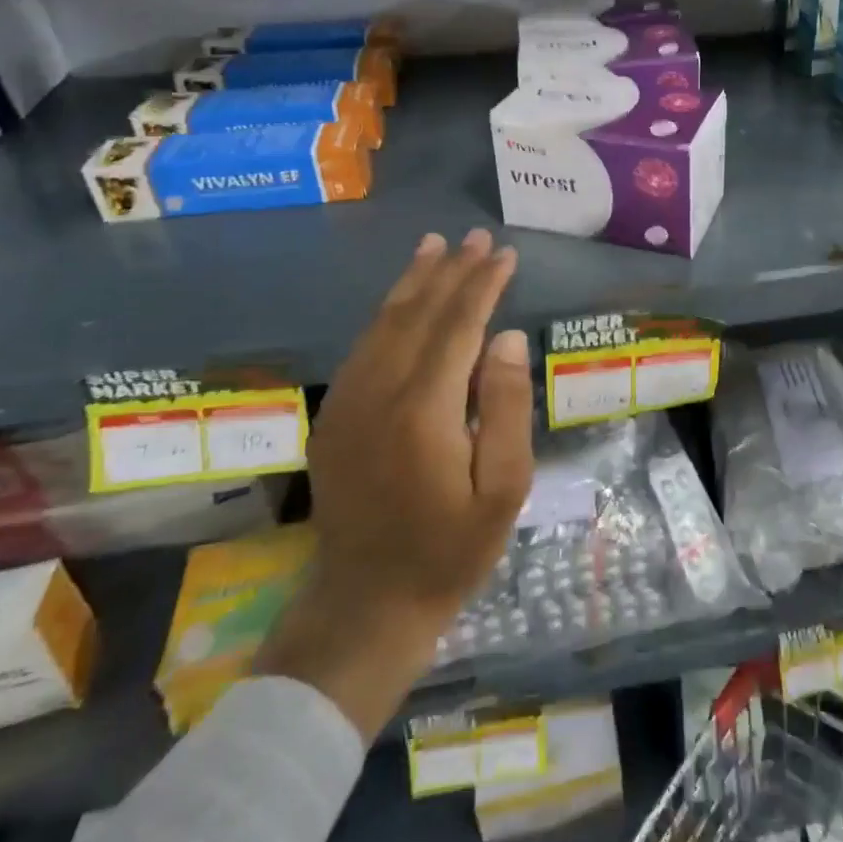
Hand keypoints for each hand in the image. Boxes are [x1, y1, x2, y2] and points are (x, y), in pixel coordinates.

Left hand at [257, 229, 533, 738]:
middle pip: (419, 314)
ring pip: (384, 324)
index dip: (483, 285)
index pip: (459, 326)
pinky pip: (364, 347)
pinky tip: (403, 298)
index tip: (505, 254)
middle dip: (451, 271)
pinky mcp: (334, 416)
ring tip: (436, 246)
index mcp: (424, 410)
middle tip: (477, 237)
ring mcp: (349, 403)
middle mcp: (380, 393)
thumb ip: (507, 406)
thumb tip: (508, 337)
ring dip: (414, 282)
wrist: (366, 604)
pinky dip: (388, 313)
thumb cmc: (451, 548)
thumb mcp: (504, 488)